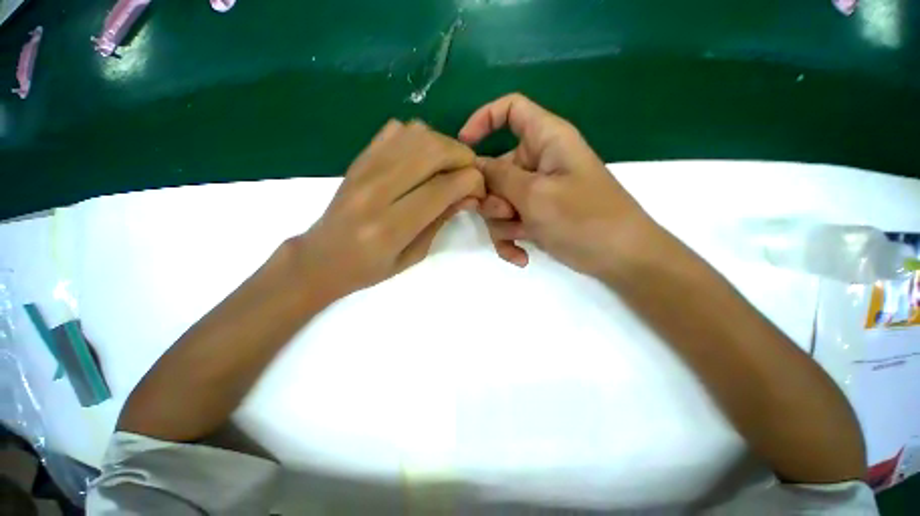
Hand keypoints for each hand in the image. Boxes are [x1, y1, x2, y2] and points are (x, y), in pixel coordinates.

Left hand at [293, 120, 483, 302]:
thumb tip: (469, 195)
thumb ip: (441, 220)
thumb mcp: (413, 255)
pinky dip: (419, 138)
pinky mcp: (358, 158)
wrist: (322, 257)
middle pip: (433, 151)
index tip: (478, 190)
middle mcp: (377, 190)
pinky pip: (396, 130)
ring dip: (444, 145)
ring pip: (417, 134)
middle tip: (468, 174)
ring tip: (448, 167)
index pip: (444, 187)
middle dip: (463, 158)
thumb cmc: (370, 267)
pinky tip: (422, 159)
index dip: (471, 182)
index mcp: (391, 225)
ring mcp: (364, 168)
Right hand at [459, 93, 653, 277]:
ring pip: (499, 201)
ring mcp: (536, 193)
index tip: (464, 148)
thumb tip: (474, 166)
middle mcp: (539, 163)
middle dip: (493, 195)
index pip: (511, 109)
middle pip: (496, 167)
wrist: (620, 259)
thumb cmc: (584, 219)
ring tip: (521, 236)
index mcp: (547, 140)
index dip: (483, 120)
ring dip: (502, 223)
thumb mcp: (536, 194)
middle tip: (506, 213)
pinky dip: (510, 240)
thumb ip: (500, 177)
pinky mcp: (536, 217)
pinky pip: (509, 224)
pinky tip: (520, 256)